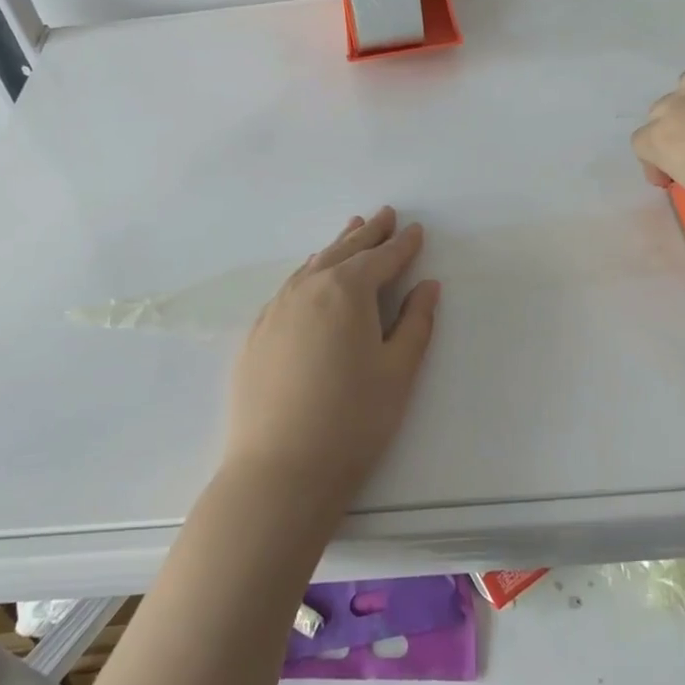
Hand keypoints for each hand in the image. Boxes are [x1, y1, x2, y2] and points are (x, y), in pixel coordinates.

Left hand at [222, 207, 439, 514]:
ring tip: (349, 232)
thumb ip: (415, 323)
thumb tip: (427, 286)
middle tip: (383, 214)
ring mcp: (276, 309)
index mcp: (347, 291)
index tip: (416, 229)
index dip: (402, 244)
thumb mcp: (398, 372)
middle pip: (344, 251)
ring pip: (312, 266)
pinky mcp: (256, 333)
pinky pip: (289, 288)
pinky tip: (310, 279)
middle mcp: (308, 288)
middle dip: (368, 233)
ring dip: (335, 247)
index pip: (382, 258)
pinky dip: (308, 274)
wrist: (279, 470)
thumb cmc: (352, 421)